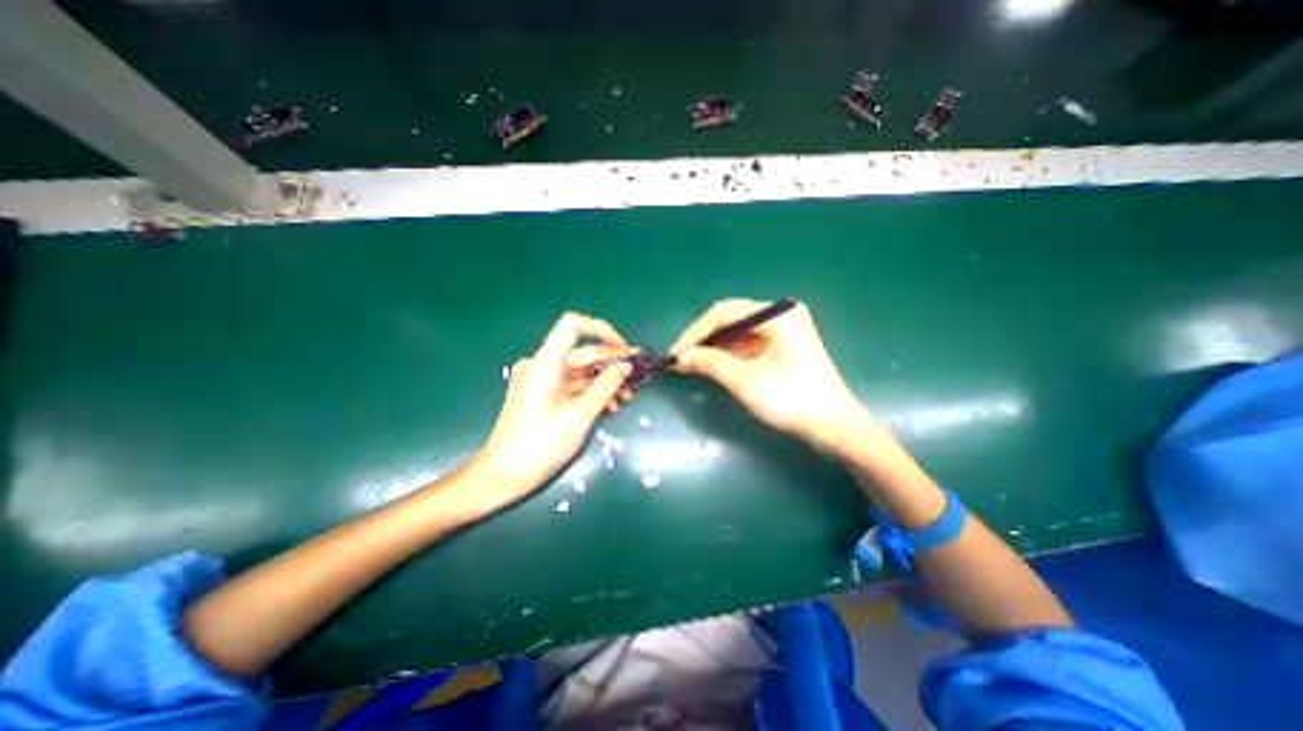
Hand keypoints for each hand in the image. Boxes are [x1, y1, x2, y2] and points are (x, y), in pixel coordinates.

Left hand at [480, 311, 640, 505]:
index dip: (601, 331)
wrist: (504, 475)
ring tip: (627, 399)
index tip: (623, 348)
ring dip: (604, 382)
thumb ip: (606, 386)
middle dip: (611, 364)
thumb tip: (627, 366)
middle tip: (637, 377)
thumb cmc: (541, 445)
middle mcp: (541, 365)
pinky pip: (570, 384)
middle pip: (582, 353)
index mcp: (546, 363)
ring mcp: (539, 380)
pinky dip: (590, 391)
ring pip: (579, 371)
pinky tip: (609, 406)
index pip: (573, 325)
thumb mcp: (580, 416)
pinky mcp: (541, 393)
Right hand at [676, 297, 868, 448]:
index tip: (675, 352)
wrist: (834, 427)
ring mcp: (783, 330)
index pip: (725, 313)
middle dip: (703, 340)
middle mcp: (781, 315)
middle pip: (731, 320)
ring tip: (689, 363)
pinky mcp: (782, 345)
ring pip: (737, 333)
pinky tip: (710, 364)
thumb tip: (681, 357)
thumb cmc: (793, 401)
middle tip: (680, 359)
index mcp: (778, 315)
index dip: (695, 332)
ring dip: (713, 348)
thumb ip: (710, 363)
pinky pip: (747, 344)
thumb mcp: (746, 381)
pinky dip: (727, 355)